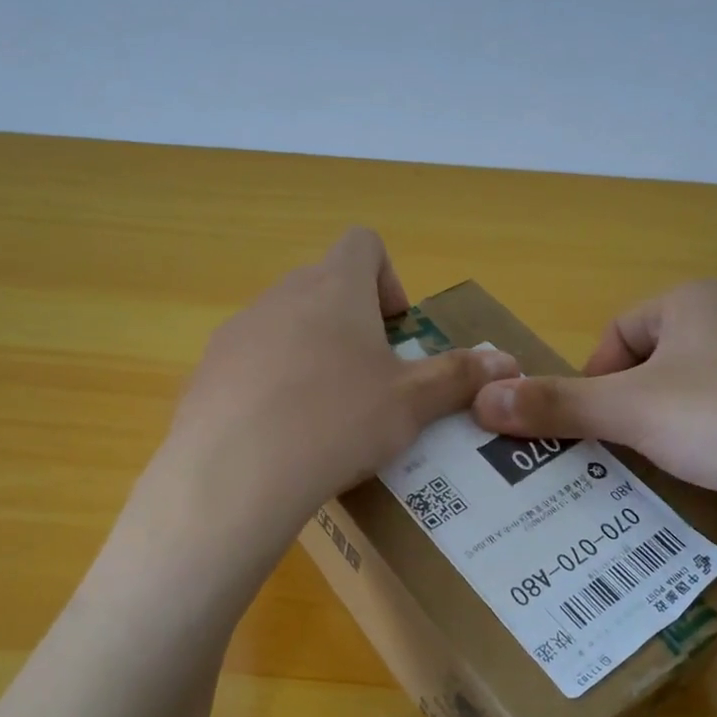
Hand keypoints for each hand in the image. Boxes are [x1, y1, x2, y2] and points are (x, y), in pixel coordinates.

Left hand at [160, 229, 519, 534]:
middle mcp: (282, 294)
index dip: (389, 277)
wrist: (236, 473)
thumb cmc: (338, 420)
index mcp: (335, 287)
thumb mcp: (411, 403)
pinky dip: (273, 384)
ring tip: (327, 414)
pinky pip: (251, 364)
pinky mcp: (208, 371)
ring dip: (313, 353)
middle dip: (354, 323)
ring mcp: (238, 331)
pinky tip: (283, 435)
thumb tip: (507, 362)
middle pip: (325, 285)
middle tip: (372, 379)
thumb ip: (459, 377)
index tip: (397, 329)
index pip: (364, 243)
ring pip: (286, 325)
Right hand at [470, 279, 716, 530]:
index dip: (593, 380)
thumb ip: (556, 405)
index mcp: (695, 301)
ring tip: (664, 471)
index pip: (616, 333)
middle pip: (652, 366)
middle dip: (628, 410)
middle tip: (620, 454)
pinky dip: (714, 445)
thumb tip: (481, 400)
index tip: (594, 426)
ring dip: (667, 431)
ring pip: (692, 395)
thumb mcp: (631, 412)